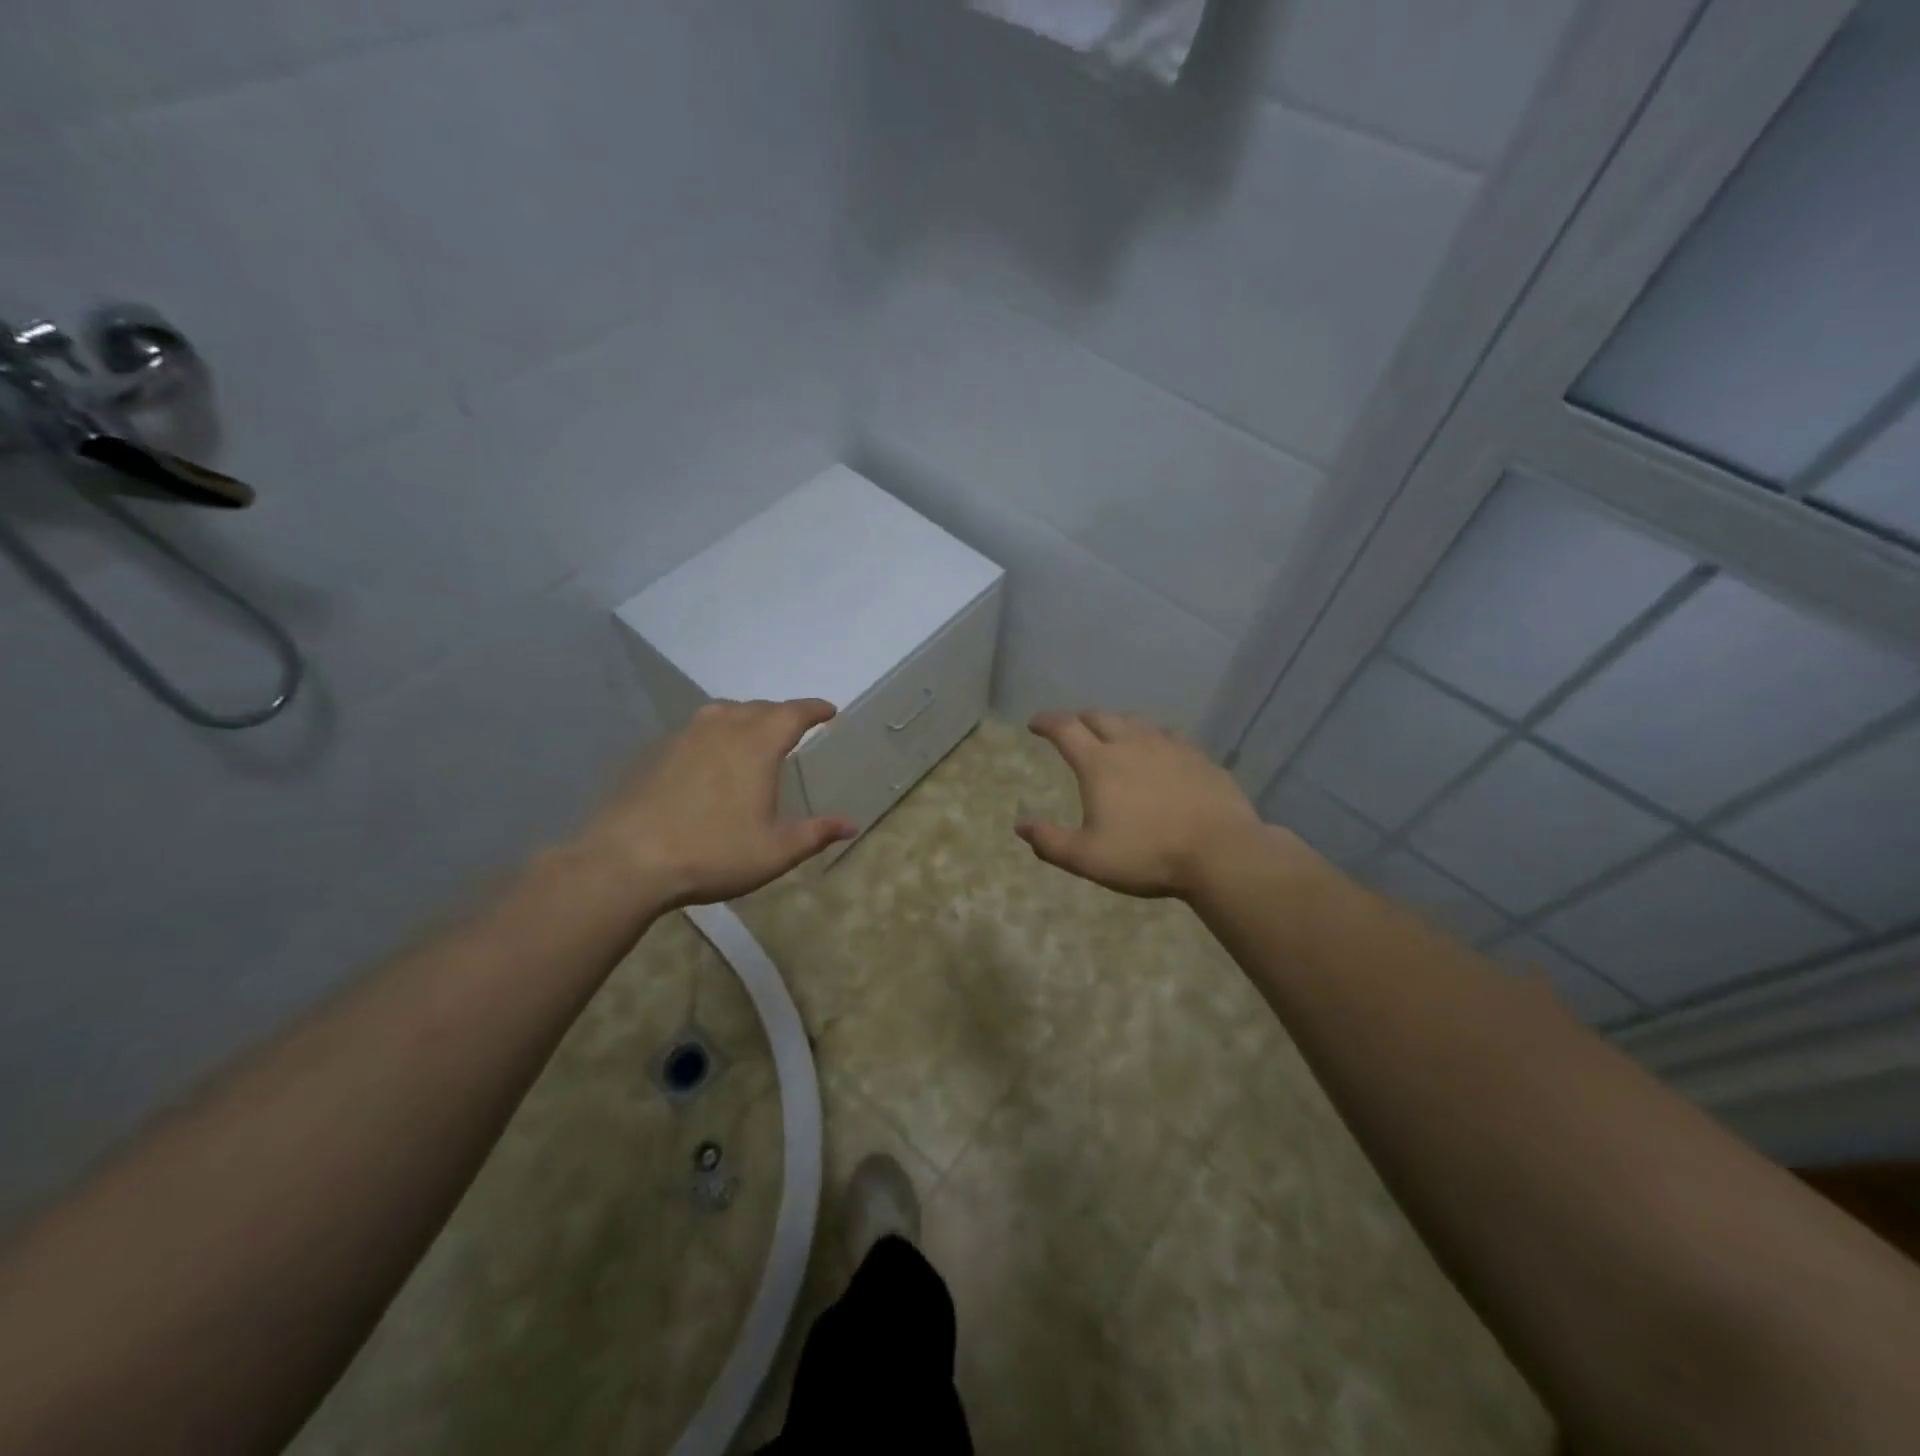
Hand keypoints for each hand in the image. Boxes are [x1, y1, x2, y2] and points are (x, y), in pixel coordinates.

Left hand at [581, 699, 856, 907]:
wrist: (628, 860)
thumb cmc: (713, 852)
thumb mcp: (775, 851)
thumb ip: (816, 833)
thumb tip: (850, 825)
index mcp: (756, 745)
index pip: (793, 713)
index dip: (814, 709)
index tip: (828, 710)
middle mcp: (722, 729)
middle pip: (758, 708)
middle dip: (781, 713)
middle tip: (794, 727)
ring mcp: (684, 738)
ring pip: (723, 713)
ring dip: (745, 717)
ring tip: (752, 734)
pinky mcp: (657, 754)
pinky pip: (696, 730)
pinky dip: (715, 734)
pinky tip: (710, 759)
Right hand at [1016, 710, 1283, 898]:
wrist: (1221, 852)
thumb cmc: (1147, 854)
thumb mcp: (1087, 858)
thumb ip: (1050, 841)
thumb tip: (1020, 826)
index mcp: (1099, 763)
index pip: (1065, 729)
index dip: (1046, 722)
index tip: (1034, 723)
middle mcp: (1131, 744)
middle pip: (1100, 717)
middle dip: (1080, 720)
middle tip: (1073, 731)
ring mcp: (1169, 747)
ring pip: (1136, 722)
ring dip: (1117, 725)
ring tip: (1114, 737)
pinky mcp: (1199, 757)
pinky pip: (1169, 736)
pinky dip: (1153, 739)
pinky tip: (1160, 752)